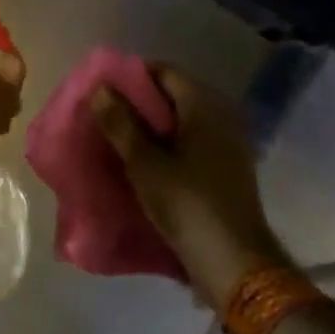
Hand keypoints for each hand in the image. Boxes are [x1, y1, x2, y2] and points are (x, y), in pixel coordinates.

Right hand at [89, 66, 290, 312]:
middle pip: (174, 96)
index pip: (164, 72)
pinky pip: (192, 145)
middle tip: (105, 116)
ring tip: (118, 140)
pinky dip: (168, 147)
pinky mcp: (228, 171)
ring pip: (182, 123)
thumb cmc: (186, 204)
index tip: (103, 90)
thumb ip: (120, 122)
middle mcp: (222, 117)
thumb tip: (100, 88)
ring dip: (152, 127)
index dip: (132, 76)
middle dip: (139, 103)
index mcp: (204, 106)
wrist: (233, 261)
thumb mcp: (144, 162)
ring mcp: (229, 145)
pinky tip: (145, 164)